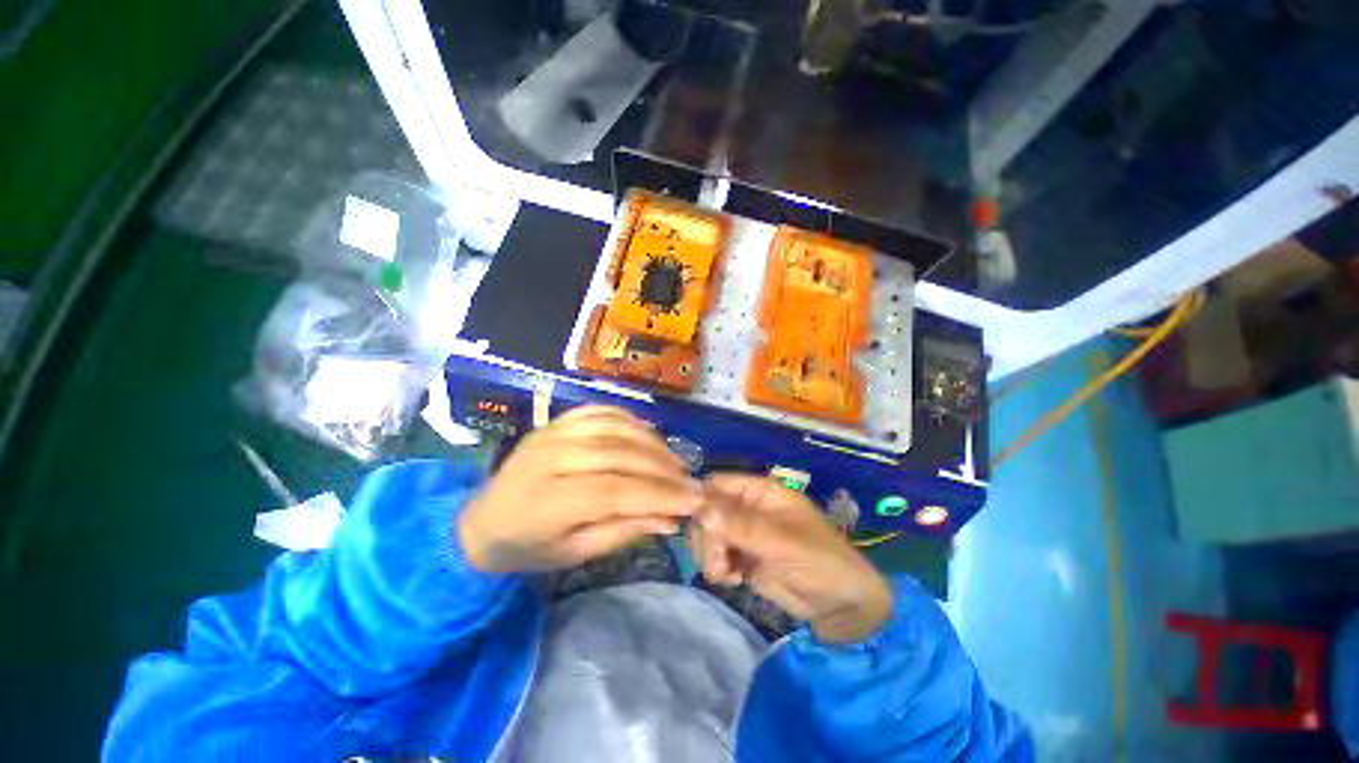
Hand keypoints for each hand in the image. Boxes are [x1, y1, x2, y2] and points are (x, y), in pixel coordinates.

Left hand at [458, 406, 702, 573]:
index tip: (696, 501)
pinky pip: (603, 411)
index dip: (659, 495)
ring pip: (615, 428)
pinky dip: (631, 421)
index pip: (614, 492)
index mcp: (546, 500)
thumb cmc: (528, 547)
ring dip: (653, 443)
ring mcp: (553, 431)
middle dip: (663, 469)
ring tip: (675, 462)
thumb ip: (622, 532)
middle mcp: (549, 457)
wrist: (481, 520)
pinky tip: (650, 436)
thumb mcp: (574, 554)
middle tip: (692, 482)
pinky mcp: (558, 420)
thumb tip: (670, 518)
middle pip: (618, 455)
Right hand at [691, 474, 892, 643]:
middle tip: (719, 561)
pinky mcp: (742, 557)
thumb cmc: (822, 562)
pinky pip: (715, 557)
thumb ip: (744, 527)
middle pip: (706, 511)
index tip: (696, 525)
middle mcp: (747, 508)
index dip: (701, 500)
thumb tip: (702, 511)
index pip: (718, 484)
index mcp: (760, 492)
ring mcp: (743, 533)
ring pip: (707, 535)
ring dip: (709, 555)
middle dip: (706, 537)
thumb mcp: (785, 543)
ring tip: (726, 574)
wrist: (842, 607)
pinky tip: (732, 580)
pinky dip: (716, 569)